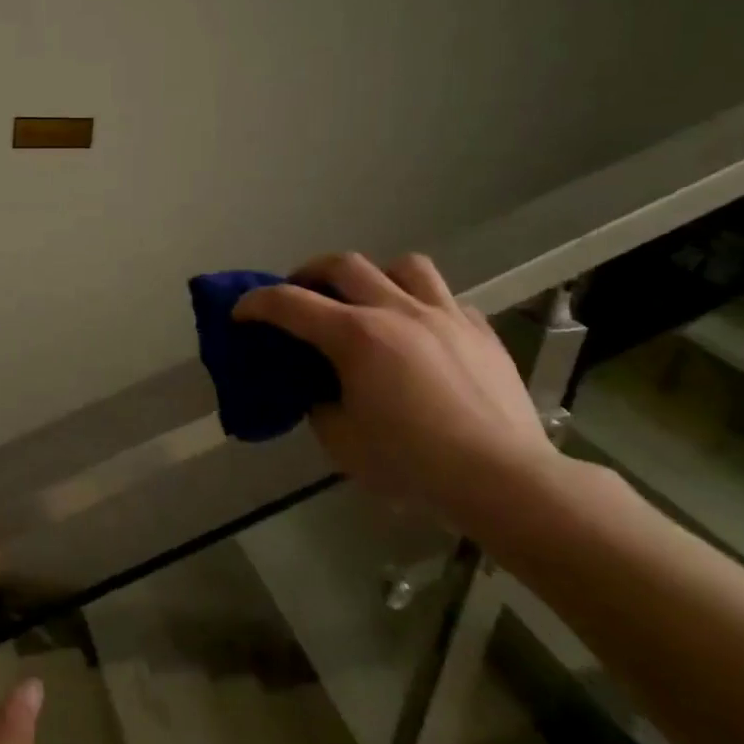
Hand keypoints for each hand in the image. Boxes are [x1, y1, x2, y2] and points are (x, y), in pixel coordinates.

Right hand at [234, 253, 557, 525]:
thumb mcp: (342, 443)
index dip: (256, 303)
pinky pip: (447, 300)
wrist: (502, 480)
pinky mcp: (481, 332)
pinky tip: (422, 335)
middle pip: (343, 264)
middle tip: (300, 294)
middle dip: (310, 273)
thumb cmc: (412, 464)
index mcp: (356, 336)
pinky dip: (423, 307)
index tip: (240, 312)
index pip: (290, 303)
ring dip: (375, 277)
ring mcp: (445, 316)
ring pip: (404, 266)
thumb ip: (321, 405)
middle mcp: (397, 311)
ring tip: (369, 301)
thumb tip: (322, 389)